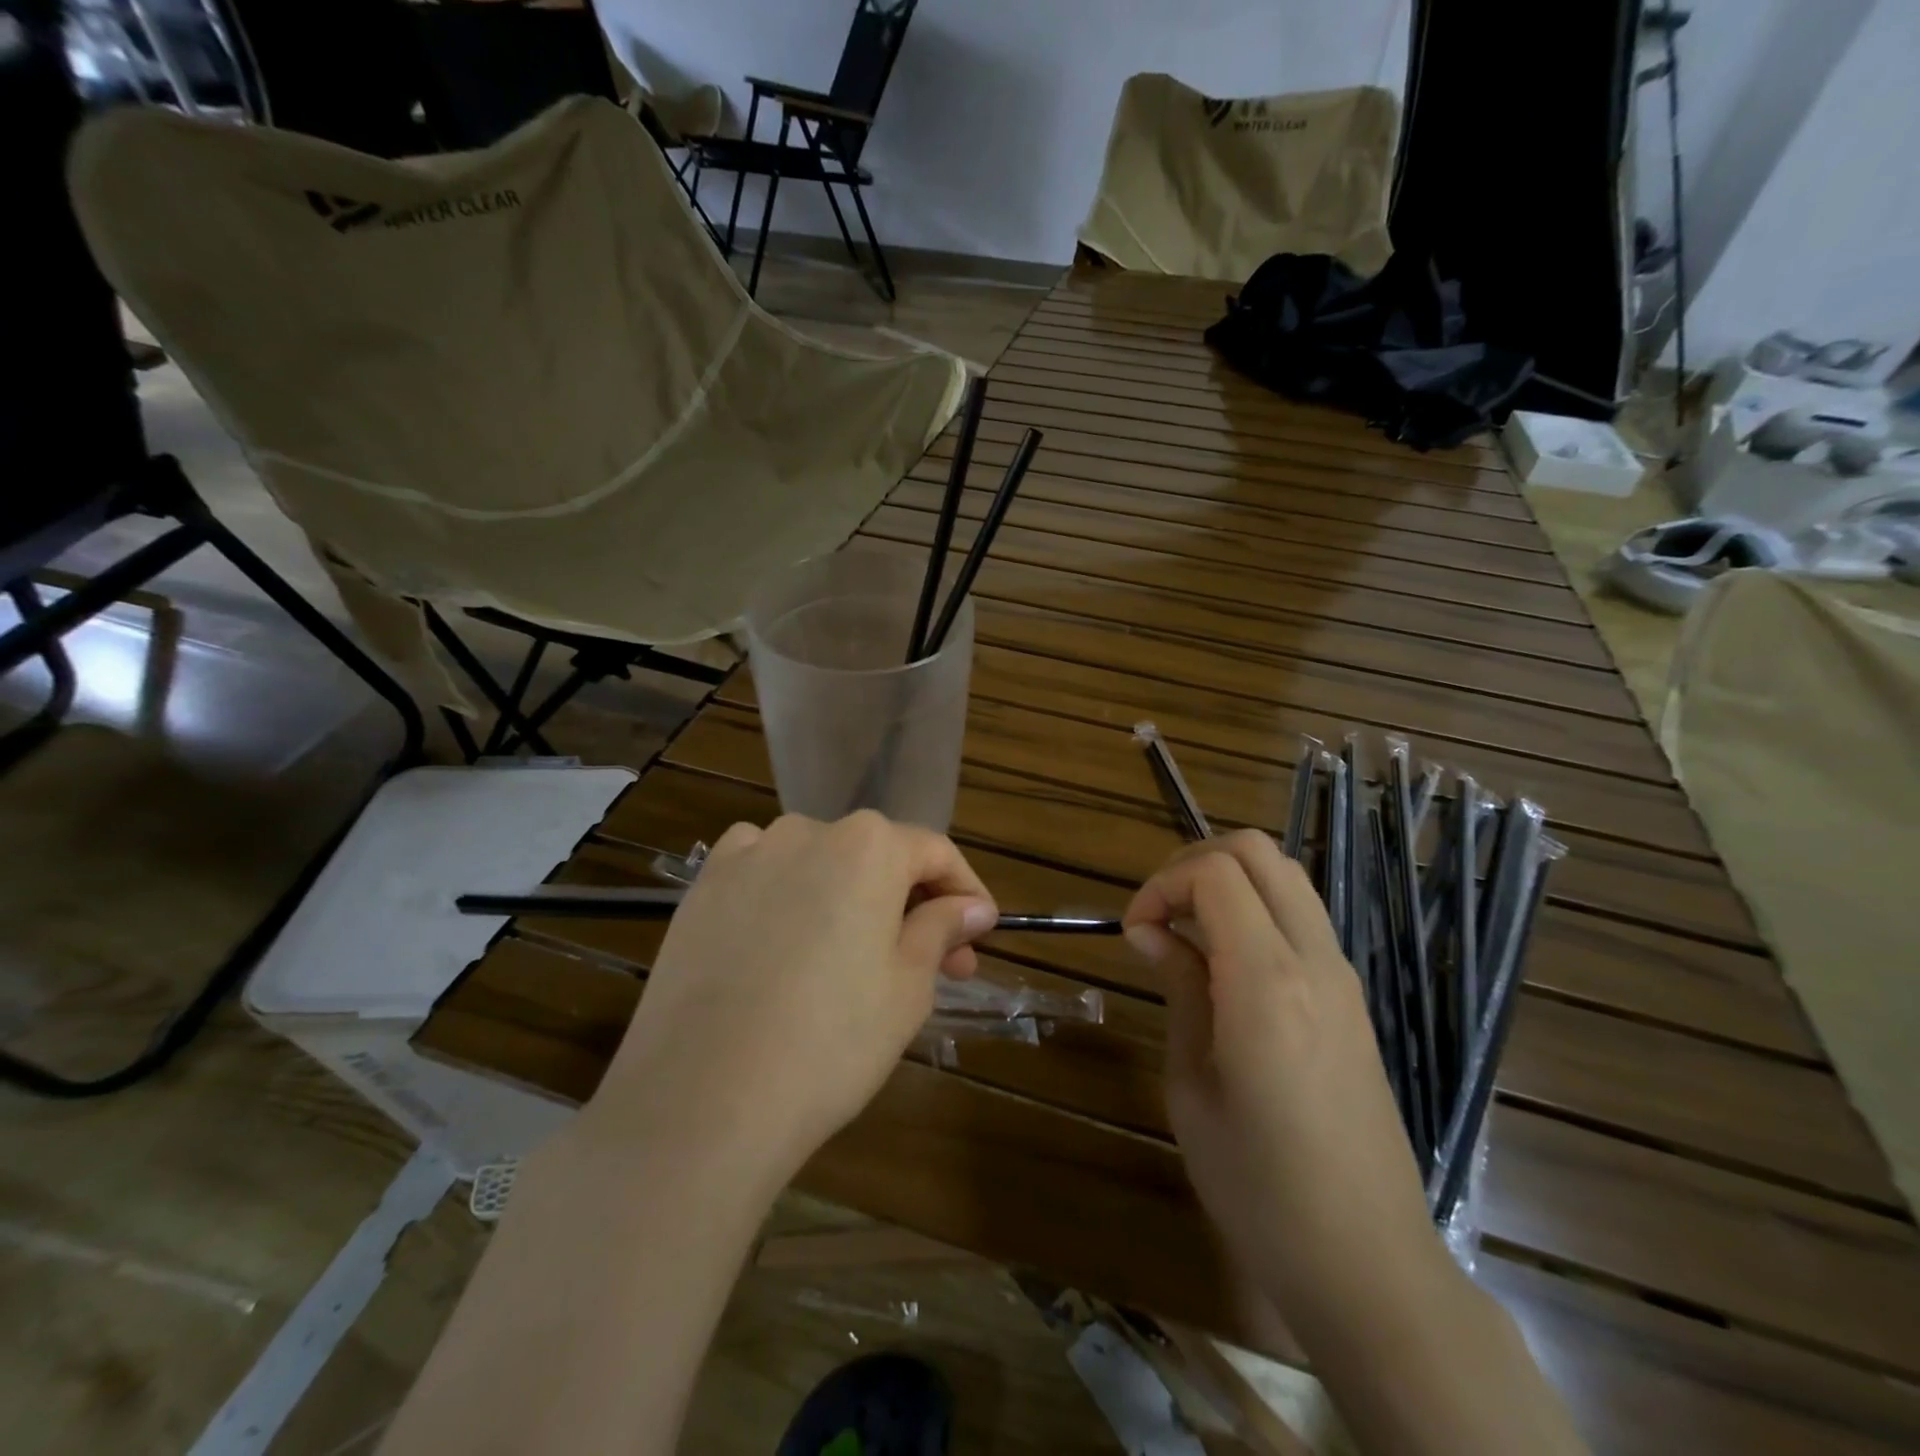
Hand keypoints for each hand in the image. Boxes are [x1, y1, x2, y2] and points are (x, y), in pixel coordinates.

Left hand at [587, 812, 997, 1184]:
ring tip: (857, 958)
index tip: (979, 935)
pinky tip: (788, 944)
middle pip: (876, 856)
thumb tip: (972, 908)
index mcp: (867, 845)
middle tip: (937, 963)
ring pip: (819, 864)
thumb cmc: (830, 1042)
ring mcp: (746, 856)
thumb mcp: (907, 987)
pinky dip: (789, 897)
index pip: (934, 852)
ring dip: (851, 899)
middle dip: (912, 903)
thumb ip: (942, 929)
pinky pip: (762, 876)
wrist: (701, 1101)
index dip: (965, 892)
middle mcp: (806, 831)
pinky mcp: (702, 890)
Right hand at [1123, 831, 1440, 1323]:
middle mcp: (1315, 962)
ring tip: (1187, 933)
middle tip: (1158, 915)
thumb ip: (1180, 989)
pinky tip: (1225, 964)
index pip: (1215, 873)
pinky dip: (1256, 910)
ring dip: (1228, 882)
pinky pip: (1302, 917)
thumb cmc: (1258, 1187)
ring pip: (1287, 876)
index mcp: (1268, 983)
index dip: (1161, 885)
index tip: (1135, 932)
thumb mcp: (1191, 1085)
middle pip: (1259, 852)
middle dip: (1194, 863)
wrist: (1369, 1264)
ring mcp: (1344, 978)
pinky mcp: (1353, 999)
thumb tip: (1153, 931)